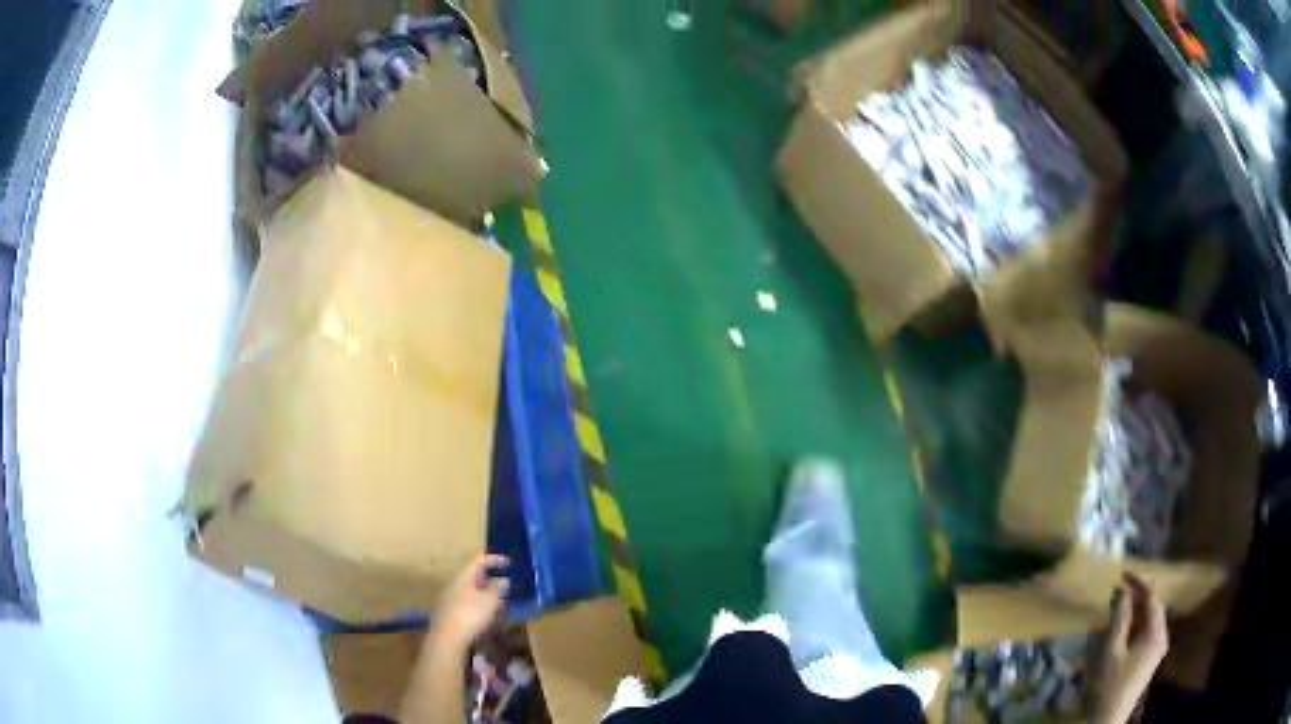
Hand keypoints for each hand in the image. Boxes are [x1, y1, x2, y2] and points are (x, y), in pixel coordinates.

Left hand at [433, 554, 509, 649]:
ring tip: (500, 603)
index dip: (493, 559)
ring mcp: (451, 599)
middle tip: (505, 585)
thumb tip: (503, 579)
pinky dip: (480, 605)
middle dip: (491, 580)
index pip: (479, 561)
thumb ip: (497, 588)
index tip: (508, 562)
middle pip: (474, 577)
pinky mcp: (451, 613)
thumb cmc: (471, 614)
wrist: (448, 637)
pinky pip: (468, 603)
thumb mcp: (490, 600)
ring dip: (486, 595)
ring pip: (472, 592)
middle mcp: (456, 584)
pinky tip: (488, 616)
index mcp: (464, 577)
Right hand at [1093, 575, 1168, 723]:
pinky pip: (1147, 633)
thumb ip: (1119, 619)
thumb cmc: (1110, 685)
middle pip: (1154, 608)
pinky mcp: (1150, 659)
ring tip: (1120, 606)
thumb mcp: (1112, 651)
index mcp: (1156, 632)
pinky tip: (1124, 628)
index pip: (1152, 598)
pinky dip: (1137, 625)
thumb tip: (1123, 591)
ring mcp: (1157, 649)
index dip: (1140, 583)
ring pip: (1150, 621)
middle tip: (1121, 590)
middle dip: (1138, 597)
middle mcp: (1162, 636)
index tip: (1124, 575)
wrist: (1109, 720)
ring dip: (1137, 611)